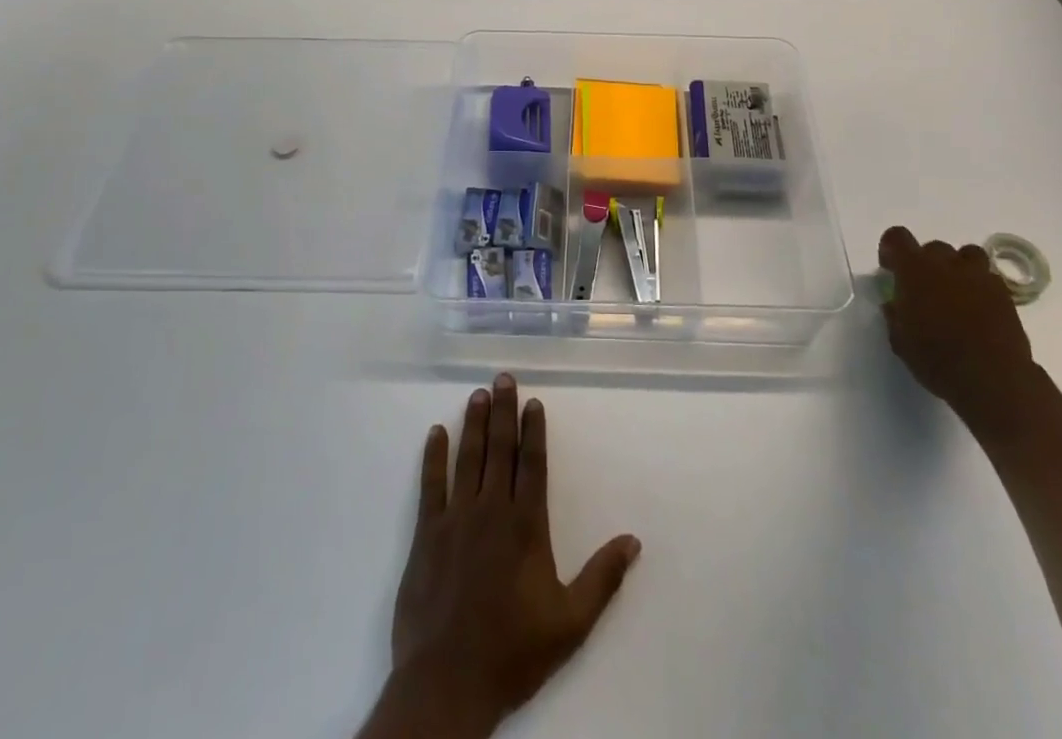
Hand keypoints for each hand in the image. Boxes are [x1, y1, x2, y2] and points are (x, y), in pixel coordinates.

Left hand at [366, 373, 640, 738]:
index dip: (533, 430)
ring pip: (468, 458)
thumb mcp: (570, 622)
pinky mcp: (427, 534)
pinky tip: (436, 433)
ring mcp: (457, 519)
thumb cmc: (513, 651)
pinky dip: (434, 457)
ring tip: (478, 394)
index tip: (533, 401)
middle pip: (500, 450)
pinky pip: (431, 485)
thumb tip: (634, 540)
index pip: (532, 464)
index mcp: (526, 526)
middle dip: (502, 411)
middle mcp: (492, 510)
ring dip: (473, 423)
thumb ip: (602, 578)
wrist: (448, 683)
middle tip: (503, 377)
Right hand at [878, 227, 1037, 429]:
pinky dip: (980, 286)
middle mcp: (947, 264)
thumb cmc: (937, 359)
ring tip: (955, 292)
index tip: (890, 269)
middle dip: (926, 263)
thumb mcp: (900, 341)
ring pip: (967, 255)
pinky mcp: (1005, 294)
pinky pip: (989, 278)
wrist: (993, 380)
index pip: (897, 237)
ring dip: (958, 267)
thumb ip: (895, 315)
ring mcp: (979, 277)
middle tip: (924, 289)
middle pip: (933, 247)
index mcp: (915, 270)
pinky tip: (978, 309)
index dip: (891, 249)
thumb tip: (895, 305)